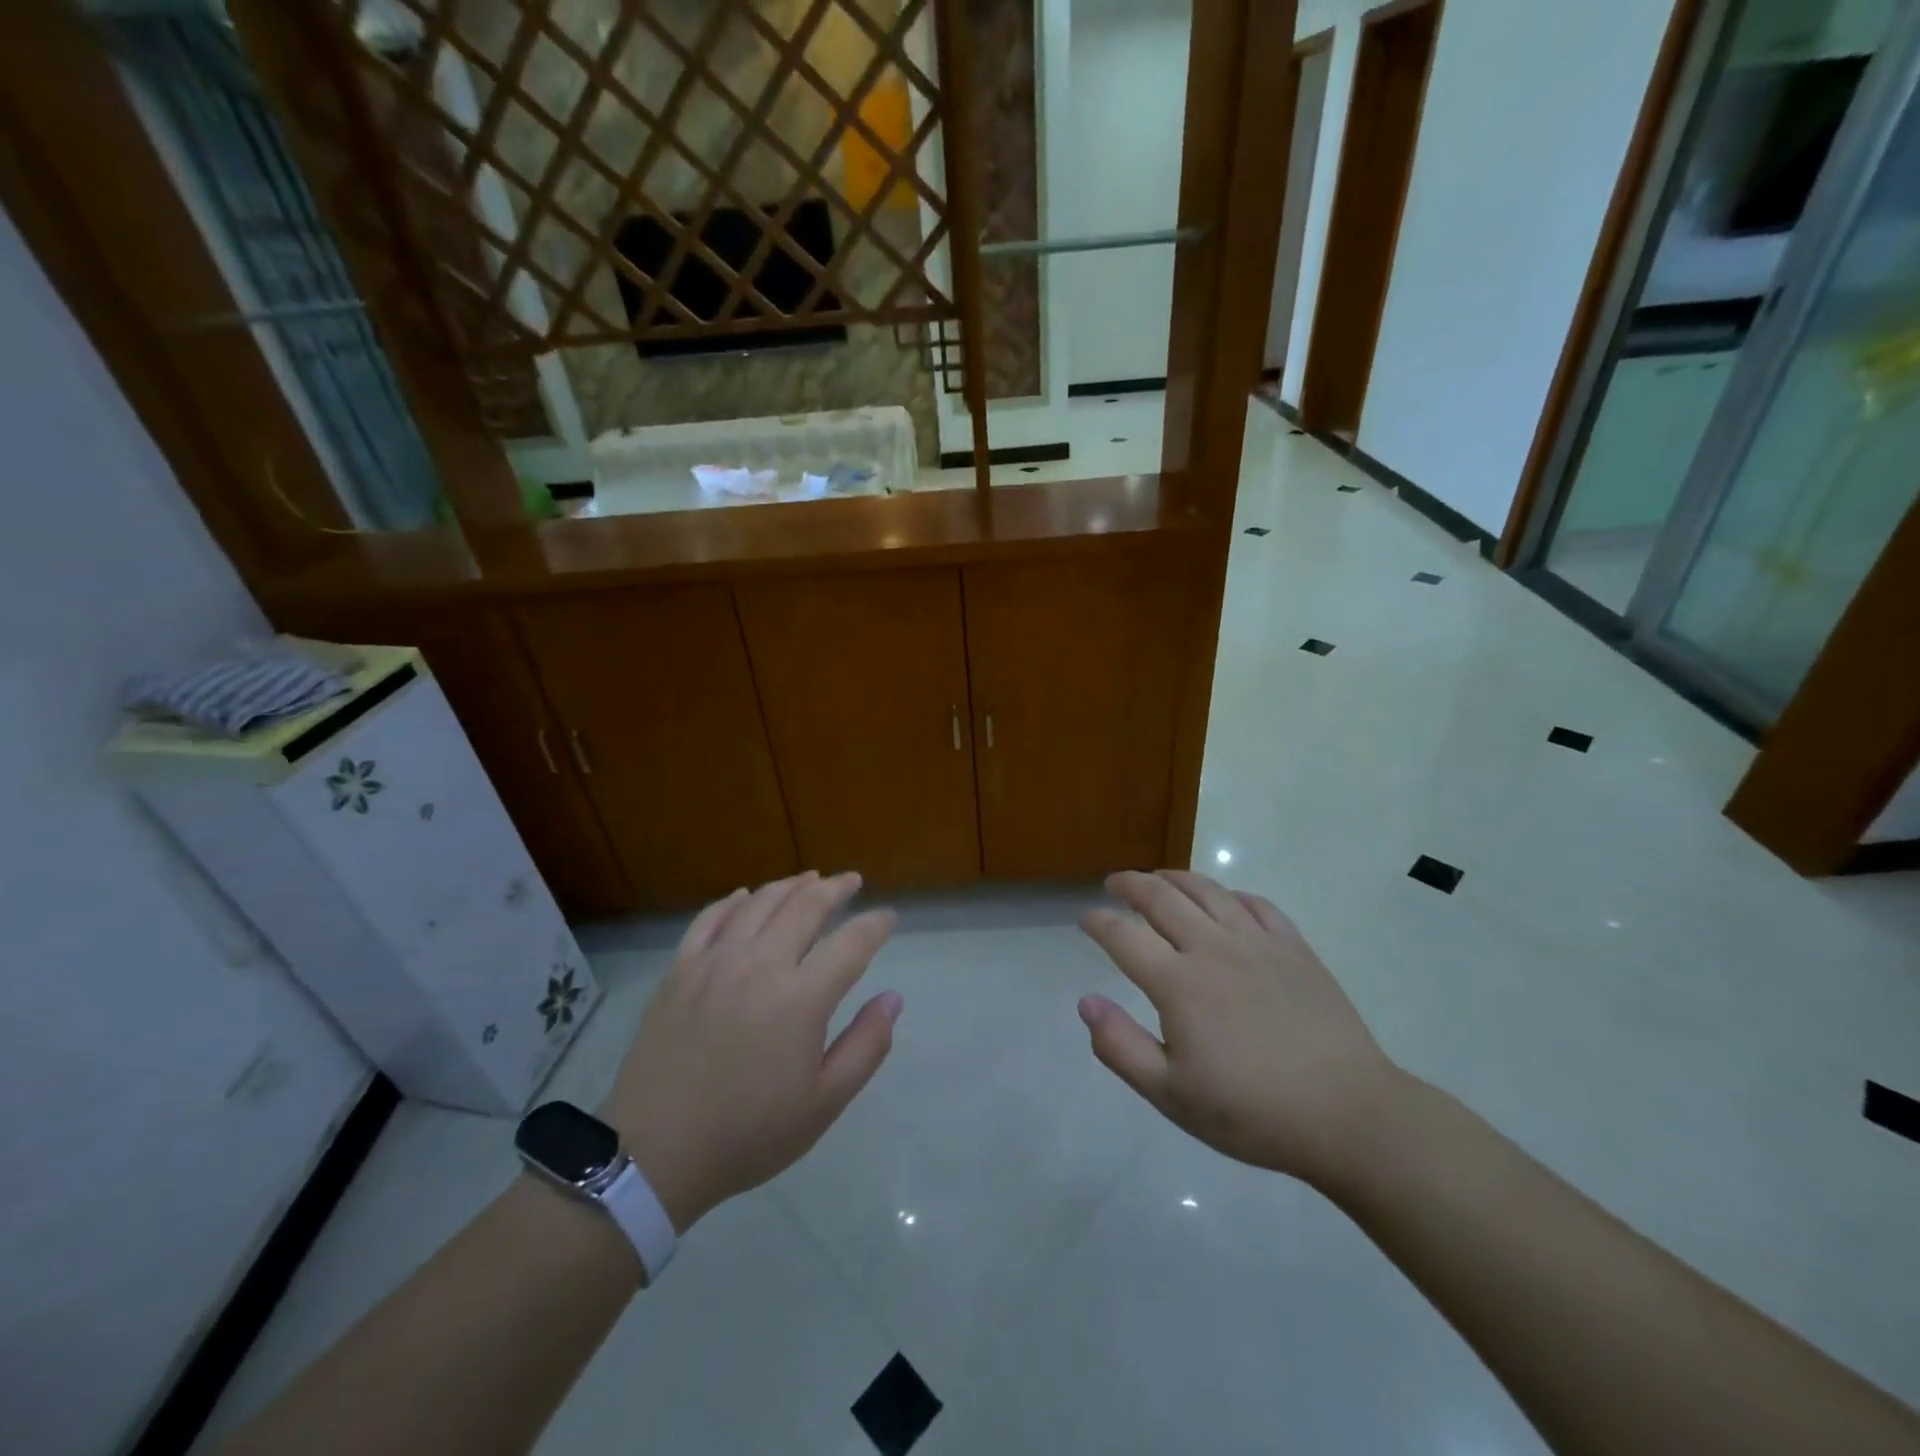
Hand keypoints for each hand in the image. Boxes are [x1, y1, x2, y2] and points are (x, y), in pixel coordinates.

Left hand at [599, 872, 900, 1232]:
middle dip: (835, 888)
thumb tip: (893, 998)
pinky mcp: (680, 970)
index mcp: (801, 998)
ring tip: (809, 878)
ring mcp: (715, 962)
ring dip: (790, 885)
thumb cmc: (749, 1133)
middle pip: (805, 907)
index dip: (875, 924)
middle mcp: (761, 965)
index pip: (852, 943)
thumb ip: (866, 1046)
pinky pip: (710, 918)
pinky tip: (746, 896)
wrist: (655, 1153)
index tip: (887, 917)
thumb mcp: (823, 1103)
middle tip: (851, 880)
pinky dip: (733, 901)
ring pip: (759, 903)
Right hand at [1078, 870, 1402, 1192]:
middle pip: (1161, 897)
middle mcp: (1213, 948)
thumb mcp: (1171, 1096)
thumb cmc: (1252, 1111)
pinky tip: (1225, 900)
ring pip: (1207, 890)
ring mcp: (1258, 943)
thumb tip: (1085, 1002)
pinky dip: (1230, 894)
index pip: (1123, 936)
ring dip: (1175, 877)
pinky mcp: (1294, 948)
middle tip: (1114, 883)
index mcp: (1178, 983)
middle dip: (1130, 884)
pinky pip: (1256, 904)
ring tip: (1159, 878)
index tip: (1085, 919)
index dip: (1099, 922)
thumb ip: (1120, 1047)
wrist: (1348, 1114)